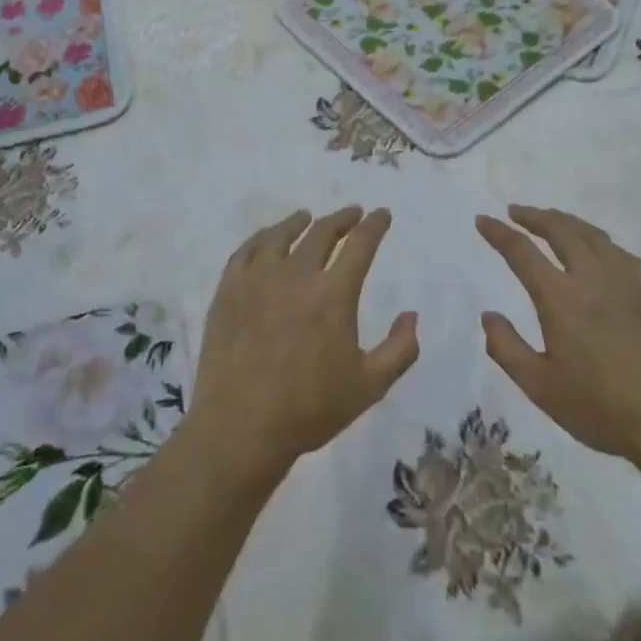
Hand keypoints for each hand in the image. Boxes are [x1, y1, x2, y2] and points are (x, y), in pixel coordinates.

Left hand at [189, 208, 417, 481]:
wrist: (241, 427)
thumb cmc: (310, 409)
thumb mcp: (370, 386)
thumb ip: (400, 349)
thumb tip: (411, 315)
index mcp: (334, 294)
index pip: (360, 244)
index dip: (374, 225)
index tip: (382, 214)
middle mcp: (297, 275)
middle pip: (322, 232)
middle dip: (342, 218)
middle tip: (352, 214)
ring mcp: (258, 279)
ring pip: (281, 235)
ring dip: (300, 222)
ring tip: (307, 217)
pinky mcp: (229, 290)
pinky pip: (247, 251)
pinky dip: (262, 238)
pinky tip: (267, 240)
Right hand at [477, 206, 640, 464]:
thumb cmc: (602, 409)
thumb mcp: (541, 388)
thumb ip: (507, 348)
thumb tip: (489, 315)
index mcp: (560, 298)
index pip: (522, 252)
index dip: (499, 233)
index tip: (483, 220)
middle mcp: (593, 278)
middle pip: (561, 230)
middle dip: (534, 216)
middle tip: (516, 212)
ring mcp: (628, 282)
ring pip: (593, 235)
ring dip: (567, 222)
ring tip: (553, 221)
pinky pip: (622, 253)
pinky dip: (600, 242)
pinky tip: (600, 250)